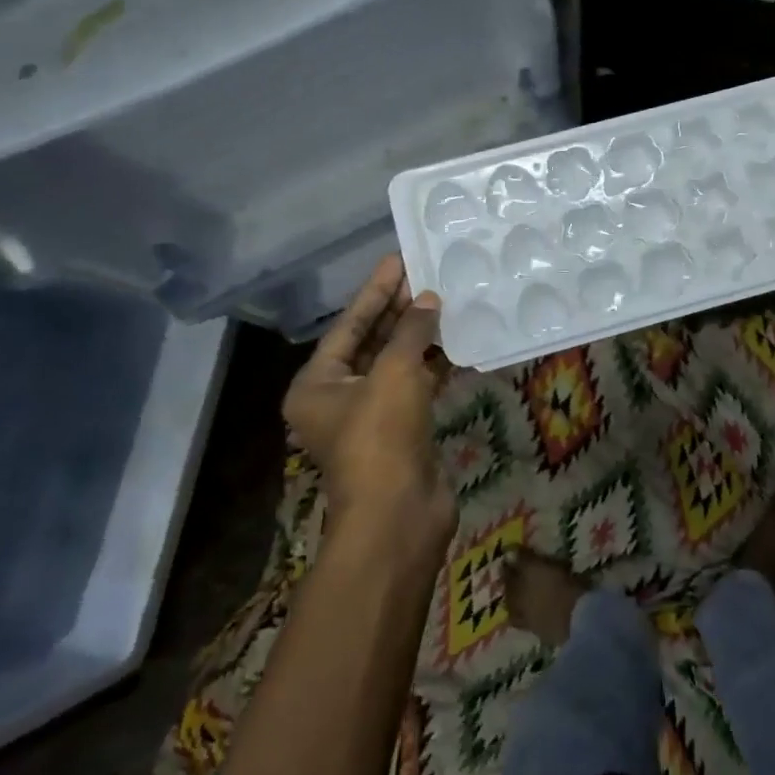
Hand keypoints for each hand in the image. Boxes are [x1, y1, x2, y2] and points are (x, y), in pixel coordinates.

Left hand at [282, 255, 454, 541]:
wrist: (399, 514)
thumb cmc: (382, 436)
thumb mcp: (394, 373)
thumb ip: (411, 331)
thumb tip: (428, 300)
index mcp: (317, 384)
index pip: (348, 324)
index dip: (375, 291)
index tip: (399, 260)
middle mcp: (338, 397)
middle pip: (370, 342)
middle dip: (399, 309)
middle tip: (426, 275)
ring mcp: (371, 416)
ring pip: (396, 364)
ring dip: (419, 335)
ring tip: (445, 299)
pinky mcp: (402, 430)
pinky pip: (416, 385)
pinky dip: (434, 364)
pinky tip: (457, 340)